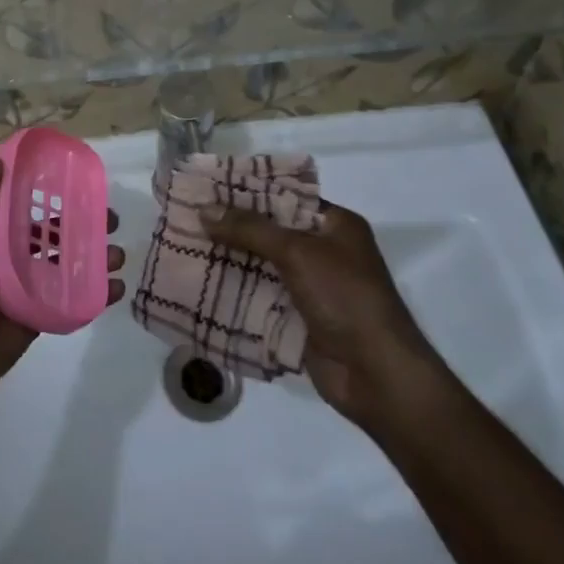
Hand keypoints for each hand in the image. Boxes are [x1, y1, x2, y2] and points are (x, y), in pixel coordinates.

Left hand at [0, 159, 126, 407]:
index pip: (21, 203)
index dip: (47, 190)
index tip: (77, 178)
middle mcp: (7, 253)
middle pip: (51, 231)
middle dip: (82, 222)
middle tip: (111, 218)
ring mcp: (25, 285)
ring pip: (67, 263)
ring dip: (95, 256)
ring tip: (119, 254)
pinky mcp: (39, 314)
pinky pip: (71, 299)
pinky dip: (96, 293)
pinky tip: (117, 287)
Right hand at [203, 199, 439, 426]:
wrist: (377, 375)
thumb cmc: (345, 298)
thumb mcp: (297, 252)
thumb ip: (249, 229)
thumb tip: (204, 210)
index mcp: (336, 225)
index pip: (285, 197)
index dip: (247, 192)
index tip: (208, 188)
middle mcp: (325, 251)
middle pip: (270, 231)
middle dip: (231, 227)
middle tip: (188, 218)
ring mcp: (313, 287)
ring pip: (262, 265)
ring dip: (229, 260)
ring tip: (186, 247)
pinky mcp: (299, 318)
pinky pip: (261, 296)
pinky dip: (236, 291)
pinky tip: (202, 285)